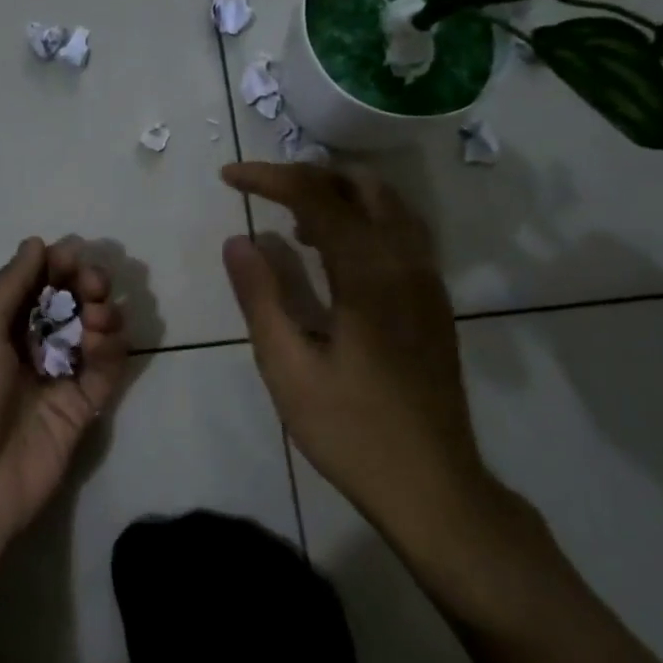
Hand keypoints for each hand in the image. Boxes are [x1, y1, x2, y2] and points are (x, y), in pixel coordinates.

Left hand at [0, 236, 129, 566]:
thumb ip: (11, 283)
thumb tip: (36, 242)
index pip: (35, 285)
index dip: (56, 267)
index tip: (73, 256)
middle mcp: (28, 348)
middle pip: (68, 306)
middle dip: (85, 286)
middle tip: (93, 284)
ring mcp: (57, 378)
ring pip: (92, 333)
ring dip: (101, 314)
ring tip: (97, 317)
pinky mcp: (82, 408)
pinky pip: (106, 369)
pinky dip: (112, 349)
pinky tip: (104, 340)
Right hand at [219, 163, 511, 555]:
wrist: (433, 485)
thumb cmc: (351, 430)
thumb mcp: (288, 368)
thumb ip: (262, 297)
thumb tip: (238, 240)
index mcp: (369, 275)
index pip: (317, 197)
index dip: (269, 177)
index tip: (228, 177)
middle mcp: (407, 264)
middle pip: (362, 187)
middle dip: (308, 176)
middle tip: (263, 191)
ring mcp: (427, 282)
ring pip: (389, 206)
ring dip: (339, 196)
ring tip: (293, 219)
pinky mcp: (434, 302)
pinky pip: (401, 234)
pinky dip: (363, 221)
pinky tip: (333, 254)